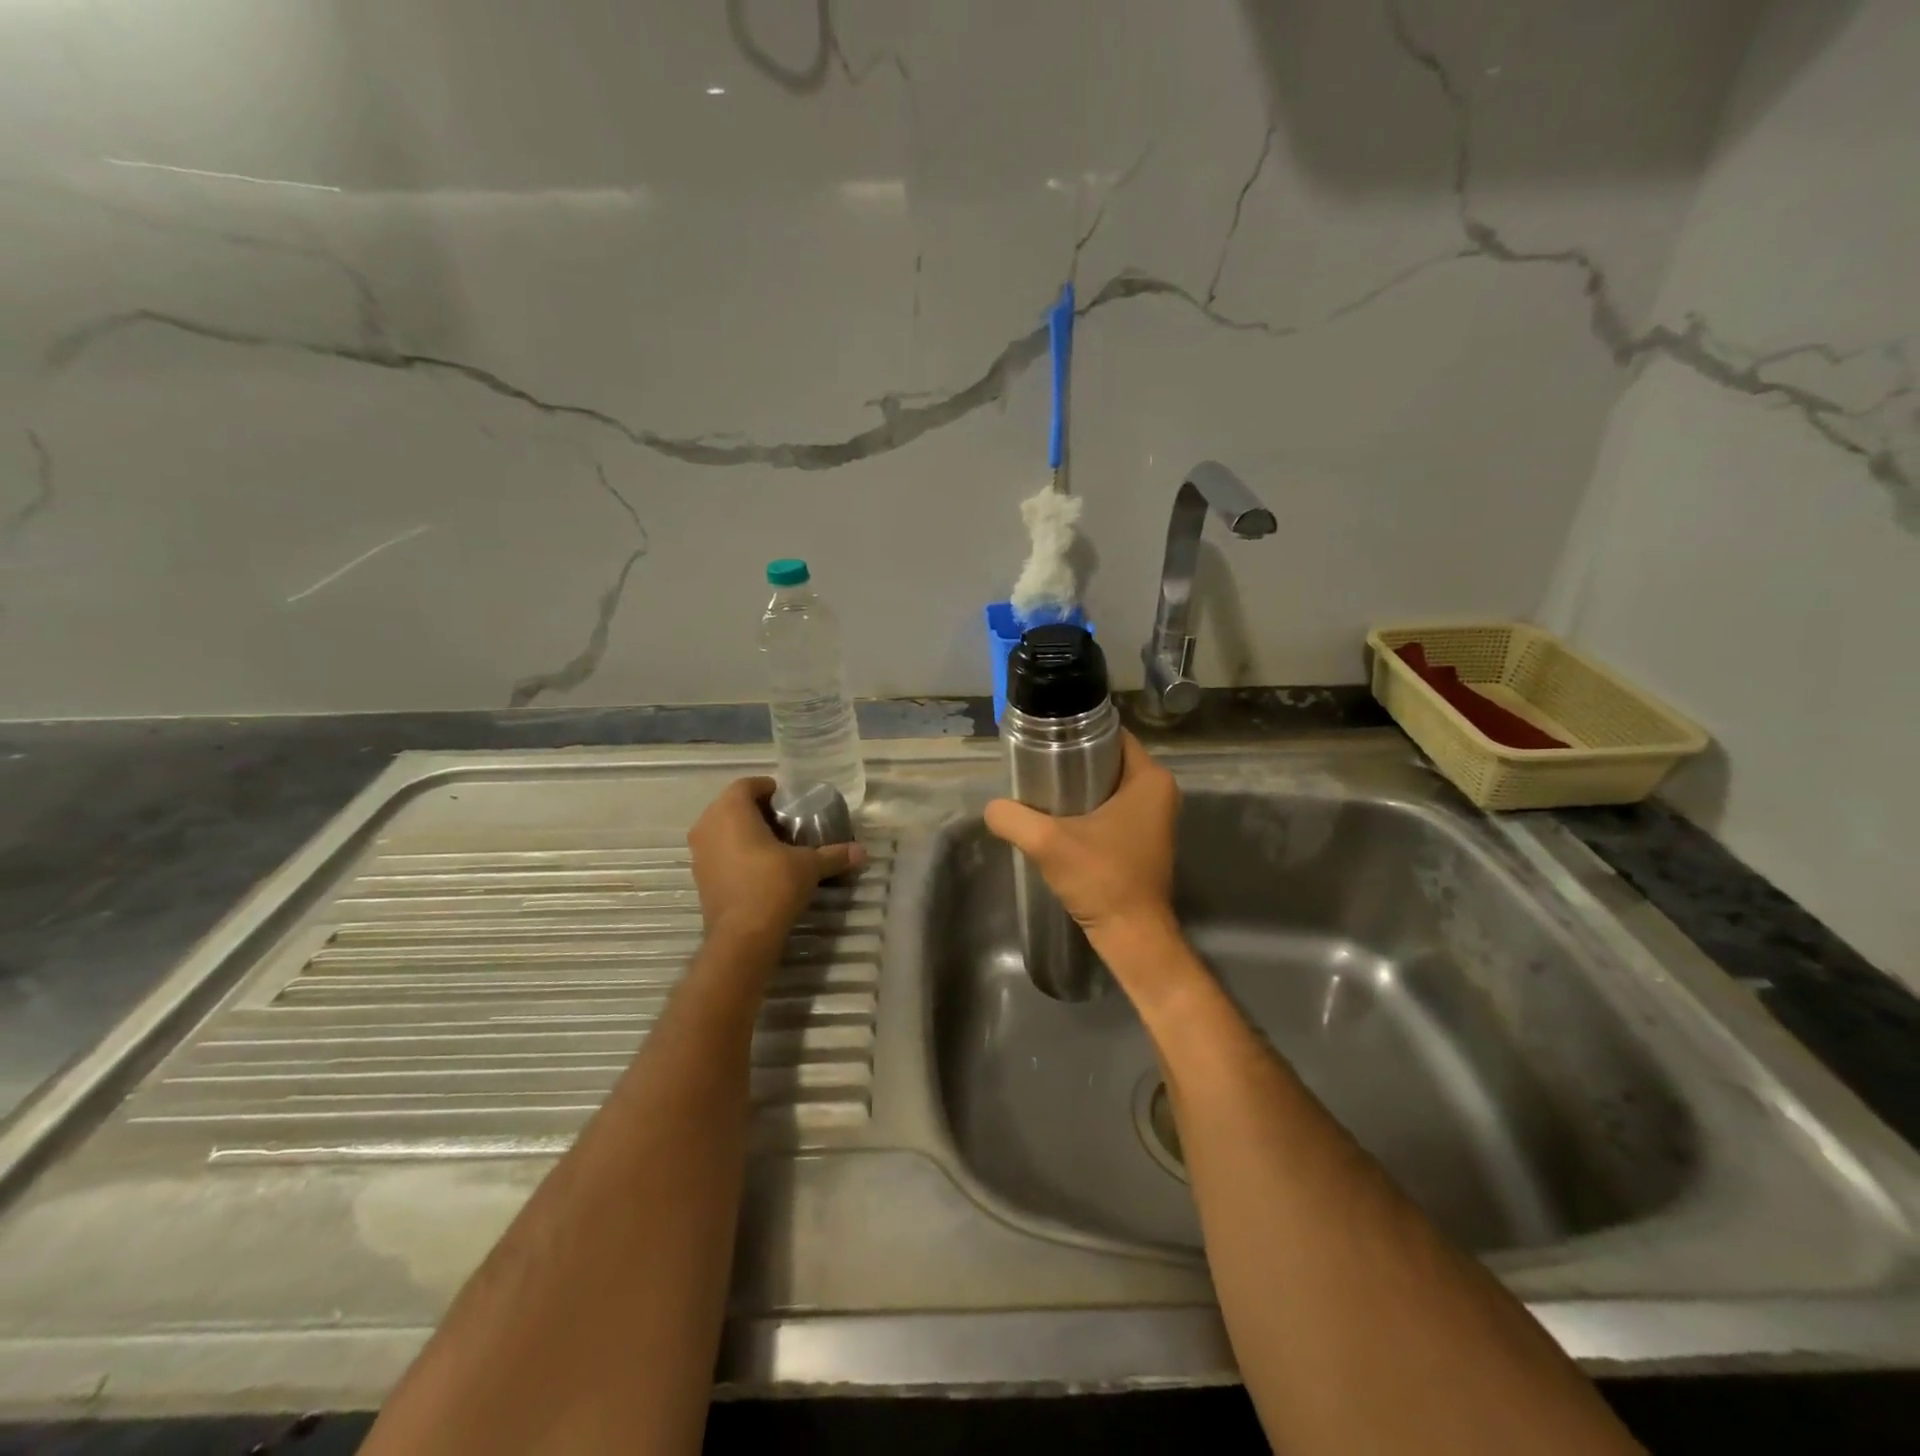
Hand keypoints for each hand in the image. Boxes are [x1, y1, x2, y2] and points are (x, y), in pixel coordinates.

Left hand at [688, 777, 865, 948]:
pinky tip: (759, 867)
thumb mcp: (809, 866)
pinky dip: (735, 852)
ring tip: (775, 845)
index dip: (770, 789)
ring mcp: (699, 852)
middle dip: (758, 811)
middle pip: (733, 805)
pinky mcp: (699, 876)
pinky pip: (718, 852)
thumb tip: (862, 852)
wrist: (742, 935)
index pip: (748, 784)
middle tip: (786, 823)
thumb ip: (833, 855)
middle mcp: (708, 825)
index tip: (790, 802)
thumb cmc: (773, 885)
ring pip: (723, 829)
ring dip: (745, 832)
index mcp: (731, 810)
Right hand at [984, 732, 1181, 961]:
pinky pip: (1113, 809)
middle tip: (1036, 770)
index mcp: (1150, 779)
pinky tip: (1059, 820)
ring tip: (1041, 793)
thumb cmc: (1101, 879)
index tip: (1044, 743)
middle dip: (1073, 762)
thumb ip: (1013, 817)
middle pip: (1107, 761)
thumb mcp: (1047, 842)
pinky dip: (1088, 809)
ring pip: (1109, 786)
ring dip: (1078, 788)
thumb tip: (992, 807)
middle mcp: (1159, 792)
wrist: (1131, 935)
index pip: (1110, 736)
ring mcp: (1154, 817)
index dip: (1076, 735)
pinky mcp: (1144, 839)